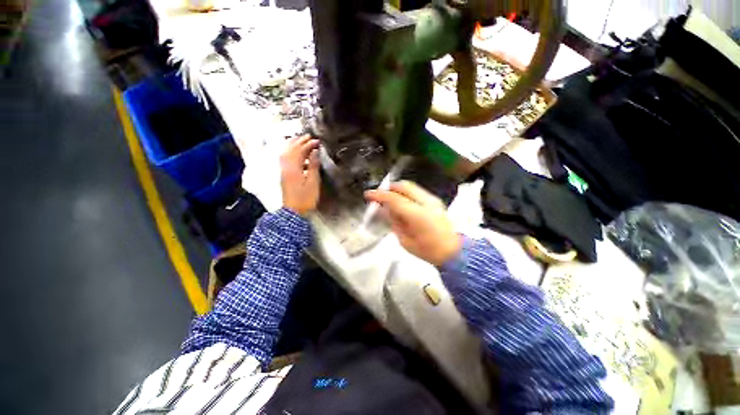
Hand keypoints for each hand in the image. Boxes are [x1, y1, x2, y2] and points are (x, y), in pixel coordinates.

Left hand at [280, 135, 320, 215]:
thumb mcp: (313, 182)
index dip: (308, 144)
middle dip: (300, 141)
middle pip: (291, 149)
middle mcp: (286, 166)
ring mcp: (284, 170)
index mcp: (293, 167)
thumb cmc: (305, 198)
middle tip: (309, 136)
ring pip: (286, 153)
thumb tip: (315, 152)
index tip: (317, 141)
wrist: (294, 211)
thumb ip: (313, 166)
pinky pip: (286, 159)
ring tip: (302, 141)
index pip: (300, 151)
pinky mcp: (284, 175)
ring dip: (294, 145)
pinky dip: (292, 153)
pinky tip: (300, 156)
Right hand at [365, 181, 461, 265]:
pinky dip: (406, 193)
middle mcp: (426, 202)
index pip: (394, 199)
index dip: (379, 195)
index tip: (368, 195)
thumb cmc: (427, 250)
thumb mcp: (405, 240)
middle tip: (379, 196)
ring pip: (411, 186)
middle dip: (389, 188)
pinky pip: (417, 191)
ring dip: (397, 190)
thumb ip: (394, 222)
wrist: (453, 251)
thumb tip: (384, 209)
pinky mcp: (436, 200)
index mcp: (417, 214)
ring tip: (389, 200)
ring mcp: (433, 199)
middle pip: (403, 186)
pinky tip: (402, 203)